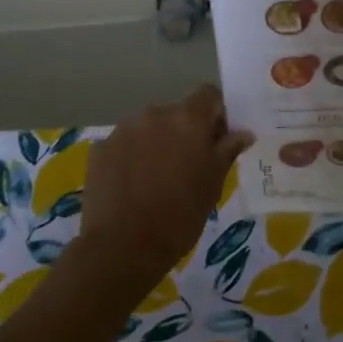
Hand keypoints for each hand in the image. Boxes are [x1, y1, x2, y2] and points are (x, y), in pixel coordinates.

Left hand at [76, 85, 252, 292]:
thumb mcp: (213, 185)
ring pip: (149, 126)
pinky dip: (132, 156)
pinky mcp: (100, 148)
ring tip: (156, 178)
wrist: (122, 247)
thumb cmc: (179, 216)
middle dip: (185, 131)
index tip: (217, 140)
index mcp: (187, 119)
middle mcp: (154, 114)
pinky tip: (132, 186)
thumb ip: (226, 152)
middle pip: (177, 111)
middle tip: (188, 165)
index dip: (216, 113)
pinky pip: (125, 143)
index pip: (208, 94)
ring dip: (157, 142)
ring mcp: (123, 129)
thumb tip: (242, 133)